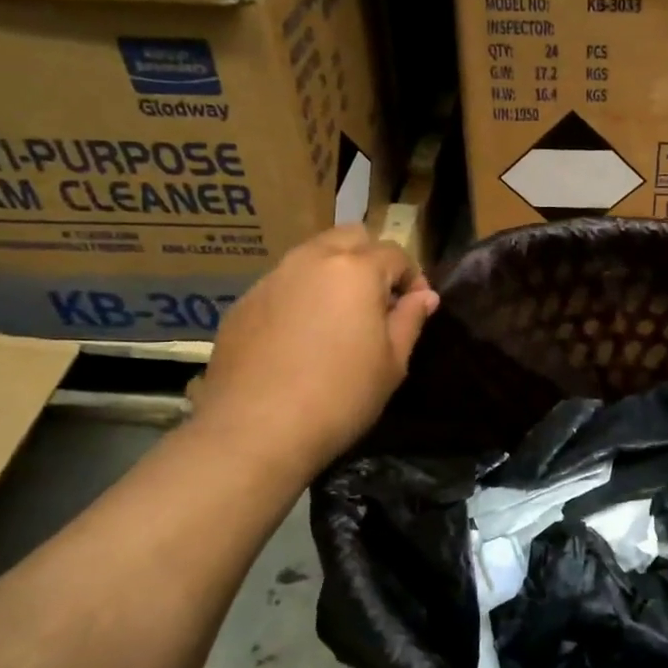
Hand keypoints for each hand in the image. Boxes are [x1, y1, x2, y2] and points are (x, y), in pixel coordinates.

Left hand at [192, 227, 439, 470]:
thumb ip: (410, 320)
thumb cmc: (340, 397)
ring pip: (311, 256)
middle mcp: (311, 260)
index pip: (395, 254)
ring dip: (332, 274)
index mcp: (356, 270)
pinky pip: (281, 285)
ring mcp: (271, 279)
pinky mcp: (242, 303)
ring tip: (337, 317)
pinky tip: (299, 338)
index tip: (415, 307)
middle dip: (370, 259)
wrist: (256, 430)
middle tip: (376, 301)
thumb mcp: (392, 363)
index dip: (412, 278)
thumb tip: (424, 296)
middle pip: (349, 237)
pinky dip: (299, 297)